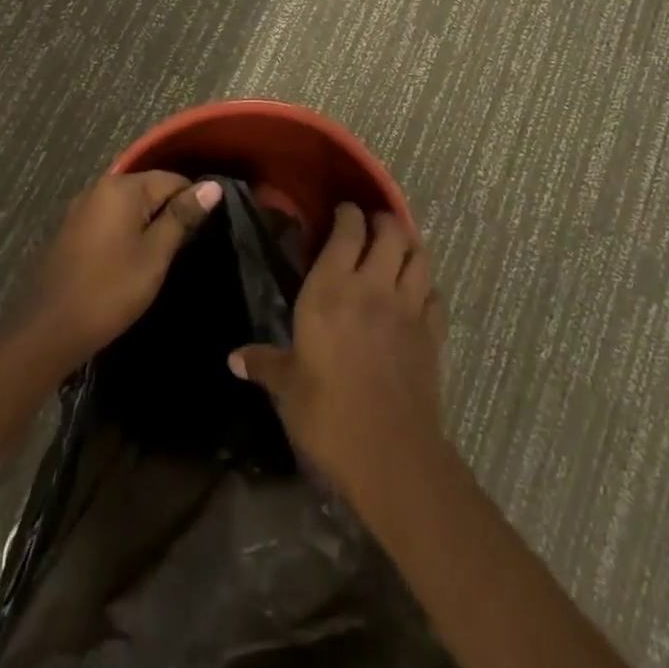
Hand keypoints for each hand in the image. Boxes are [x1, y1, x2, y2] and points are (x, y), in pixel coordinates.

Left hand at [17, 170, 222, 372]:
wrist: (48, 331)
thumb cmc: (110, 291)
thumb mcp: (155, 254)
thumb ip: (182, 216)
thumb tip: (212, 186)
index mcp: (121, 188)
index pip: (172, 179)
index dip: (192, 202)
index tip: (201, 233)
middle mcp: (98, 187)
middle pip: (149, 188)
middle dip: (168, 212)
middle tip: (183, 248)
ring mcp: (80, 208)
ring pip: (128, 204)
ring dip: (146, 222)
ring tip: (161, 254)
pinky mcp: (70, 229)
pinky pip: (109, 218)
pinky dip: (125, 231)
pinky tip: (130, 257)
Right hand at [229, 203, 447, 497]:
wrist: (390, 455)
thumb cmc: (328, 414)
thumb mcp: (287, 388)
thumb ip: (264, 363)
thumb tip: (233, 358)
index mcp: (331, 289)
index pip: (348, 230)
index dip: (348, 214)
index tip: (342, 212)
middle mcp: (373, 286)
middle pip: (390, 232)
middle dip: (383, 220)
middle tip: (371, 225)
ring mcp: (408, 308)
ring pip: (419, 255)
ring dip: (409, 244)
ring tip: (398, 247)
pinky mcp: (432, 333)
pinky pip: (435, 294)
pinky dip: (427, 286)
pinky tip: (417, 293)